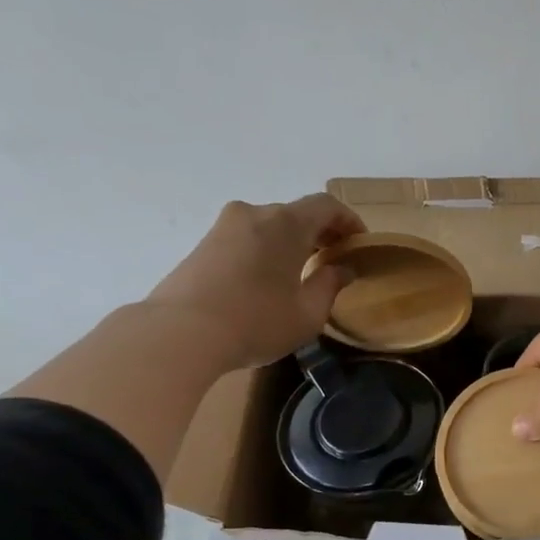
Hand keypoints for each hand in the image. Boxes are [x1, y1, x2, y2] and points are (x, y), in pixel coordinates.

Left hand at [146, 195, 364, 369]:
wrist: (180, 333)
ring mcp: (224, 227)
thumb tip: (342, 268)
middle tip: (334, 258)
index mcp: (286, 223)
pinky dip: (266, 249)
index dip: (348, 220)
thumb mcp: (308, 313)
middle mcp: (255, 214)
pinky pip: (247, 238)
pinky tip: (269, 279)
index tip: (359, 242)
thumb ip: (330, 285)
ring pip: (269, 226)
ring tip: (302, 270)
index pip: (326, 205)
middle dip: (320, 232)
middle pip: (296, 213)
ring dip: (291, 241)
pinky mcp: (204, 245)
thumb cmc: (256, 321)